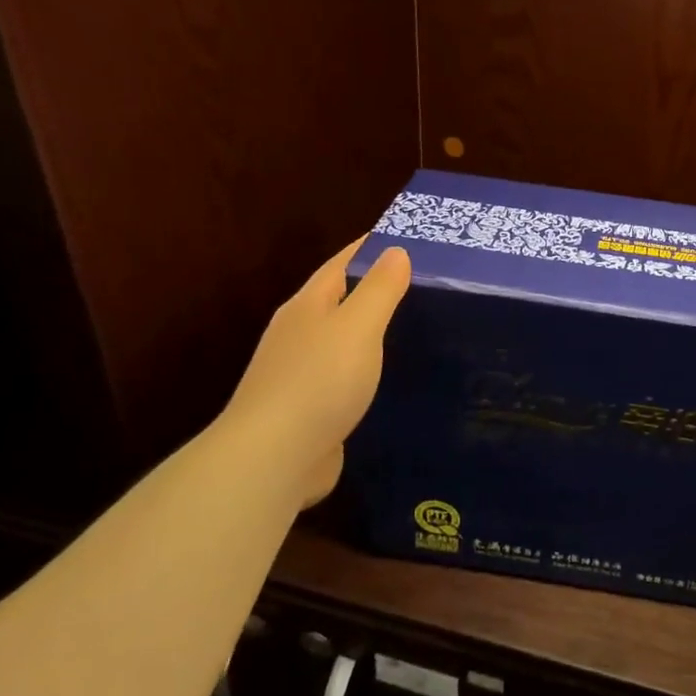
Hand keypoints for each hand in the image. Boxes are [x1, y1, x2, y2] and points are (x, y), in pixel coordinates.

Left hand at [215, 237, 411, 506]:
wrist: (273, 458)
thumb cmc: (318, 381)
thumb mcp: (357, 326)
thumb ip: (379, 289)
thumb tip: (395, 250)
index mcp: (307, 307)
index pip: (341, 264)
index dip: (369, 248)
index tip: (405, 238)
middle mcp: (298, 335)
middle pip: (338, 301)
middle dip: (373, 289)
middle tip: (422, 283)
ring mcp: (299, 375)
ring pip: (341, 341)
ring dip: (370, 332)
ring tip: (414, 328)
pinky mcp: (309, 410)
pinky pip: (345, 378)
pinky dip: (367, 370)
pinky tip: (389, 379)